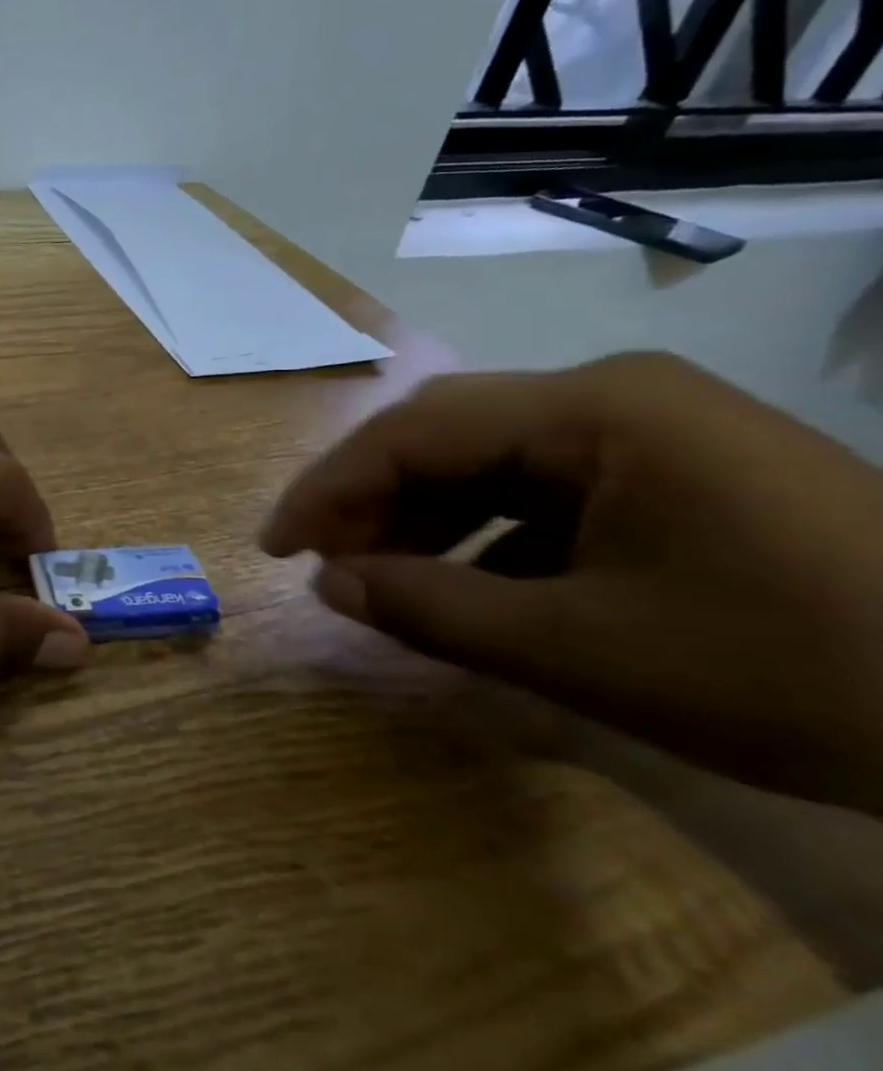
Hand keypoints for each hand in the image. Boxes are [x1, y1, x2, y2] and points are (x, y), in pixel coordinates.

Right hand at [260, 352, 882, 814]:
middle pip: (444, 435)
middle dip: (368, 500)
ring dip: (422, 519)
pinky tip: (468, 586)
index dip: (328, 490)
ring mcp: (650, 434)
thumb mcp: (582, 650)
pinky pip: (542, 492)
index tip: (275, 548)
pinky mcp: (673, 475)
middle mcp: (614, 399)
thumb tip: (328, 582)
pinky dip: (485, 536)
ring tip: (381, 579)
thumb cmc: (796, 671)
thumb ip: (432, 608)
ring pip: (488, 463)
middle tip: (321, 564)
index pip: (412, 431)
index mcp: (595, 410)